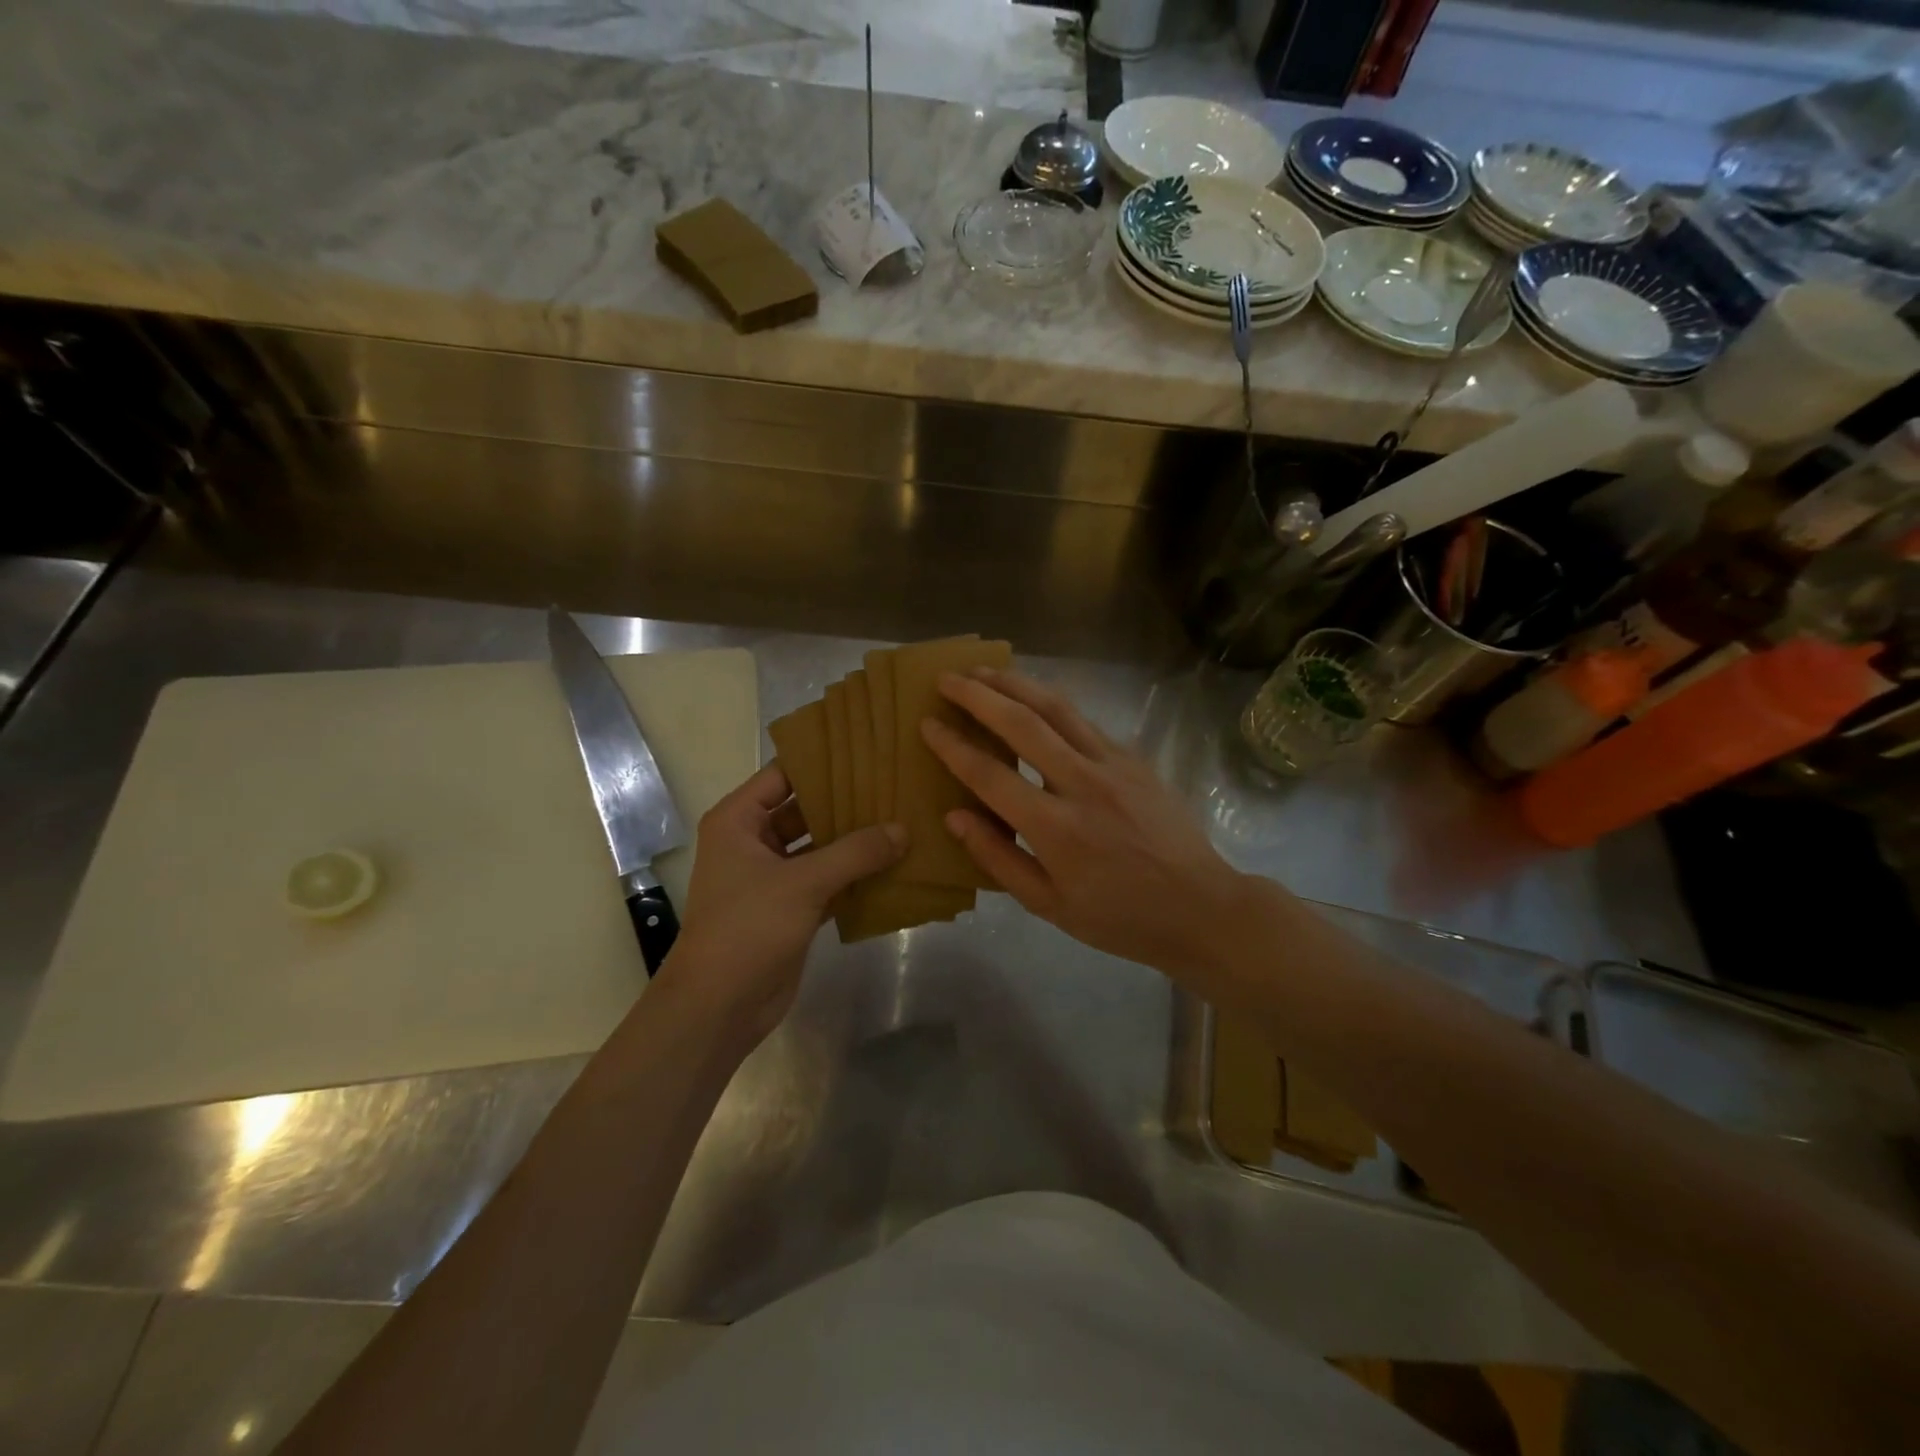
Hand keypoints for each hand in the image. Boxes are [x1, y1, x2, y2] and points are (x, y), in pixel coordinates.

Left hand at [662, 764, 903, 1045]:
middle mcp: (753, 841)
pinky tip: (894, 865)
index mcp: (739, 820)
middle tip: (894, 785)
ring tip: (902, 819)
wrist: (718, 1006)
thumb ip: (855, 853)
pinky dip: (855, 875)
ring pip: (819, 846)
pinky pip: (828, 880)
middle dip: (847, 801)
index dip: (823, 761)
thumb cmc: (748, 927)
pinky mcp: (791, 908)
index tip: (867, 751)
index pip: (784, 774)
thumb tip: (903, 829)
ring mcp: (772, 877)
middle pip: (805, 809)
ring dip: (855, 840)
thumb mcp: (803, 882)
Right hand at [920, 668, 1253, 984]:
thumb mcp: (1049, 905)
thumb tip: (955, 817)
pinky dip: (1050, 701)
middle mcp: (1082, 784)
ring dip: (1015, 684)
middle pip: (1022, 723)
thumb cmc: (1118, 917)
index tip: (927, 724)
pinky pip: (1083, 719)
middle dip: (979, 695)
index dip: (953, 746)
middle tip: (947, 678)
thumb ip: (998, 859)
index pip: (990, 775)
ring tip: (983, 670)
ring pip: (1056, 708)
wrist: (1200, 906)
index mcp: (1055, 829)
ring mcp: (1113, 764)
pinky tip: (1033, 696)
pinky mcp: (1134, 757)